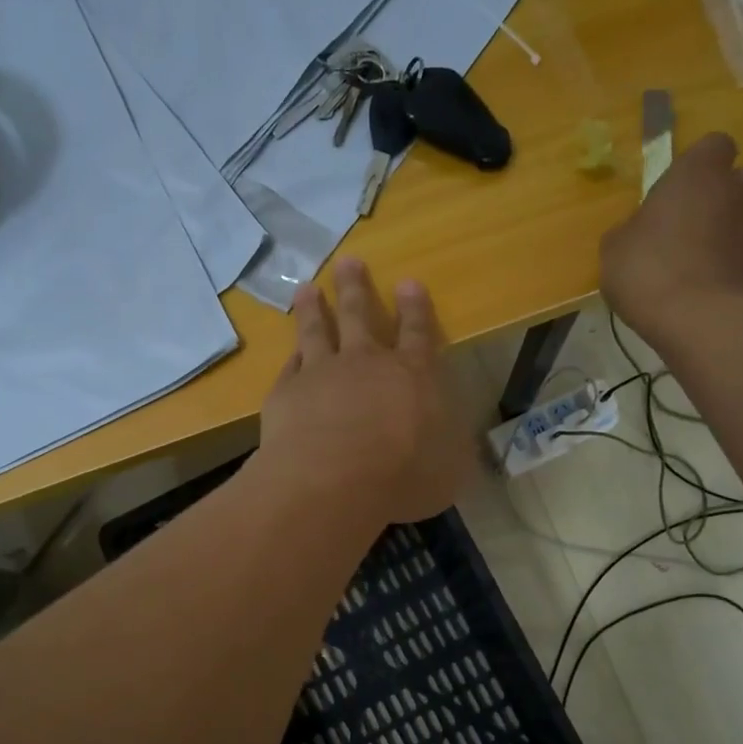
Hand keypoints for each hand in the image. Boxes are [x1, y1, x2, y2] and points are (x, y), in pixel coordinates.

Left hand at [259, 259, 471, 524]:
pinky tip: (289, 351)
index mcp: (412, 376)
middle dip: (355, 287)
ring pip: (316, 330)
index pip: (418, 334)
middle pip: (359, 315)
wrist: (333, 482)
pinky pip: (290, 367)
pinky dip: (291, 356)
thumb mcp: (448, 470)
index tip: (408, 282)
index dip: (415, 308)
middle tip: (348, 261)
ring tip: (307, 288)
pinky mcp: (286, 393)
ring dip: (313, 308)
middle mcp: (366, 363)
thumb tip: (456, 444)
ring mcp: (321, 373)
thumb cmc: (402, 477)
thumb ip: (450, 449)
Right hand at [600, 132, 742, 340]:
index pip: (713, 146)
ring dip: (730, 232)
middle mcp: (739, 189)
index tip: (676, 193)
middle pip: (738, 181)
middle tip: (688, 228)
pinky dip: (734, 264)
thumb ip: (632, 228)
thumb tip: (640, 230)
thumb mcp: (615, 248)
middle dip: (720, 198)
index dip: (697, 167)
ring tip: (699, 262)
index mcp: (699, 172)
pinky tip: (708, 288)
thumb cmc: (650, 270)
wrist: (702, 320)